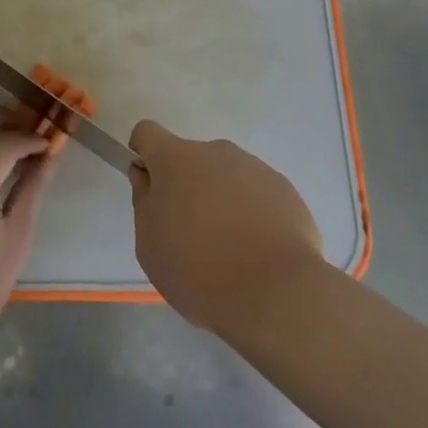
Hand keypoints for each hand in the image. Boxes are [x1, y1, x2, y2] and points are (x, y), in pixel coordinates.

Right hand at [129, 121, 324, 336]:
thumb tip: (149, 179)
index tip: (151, 187)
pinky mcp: (283, 188)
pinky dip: (252, 213)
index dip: (144, 155)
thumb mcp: (149, 246)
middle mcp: (215, 151)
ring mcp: (253, 167)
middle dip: (187, 186)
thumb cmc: (199, 271)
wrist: (276, 295)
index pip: (148, 133)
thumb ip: (144, 202)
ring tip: (231, 249)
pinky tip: (258, 251)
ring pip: (225, 176)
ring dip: (221, 199)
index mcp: (176, 159)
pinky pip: (257, 193)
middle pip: (190, 159)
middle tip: (192, 234)